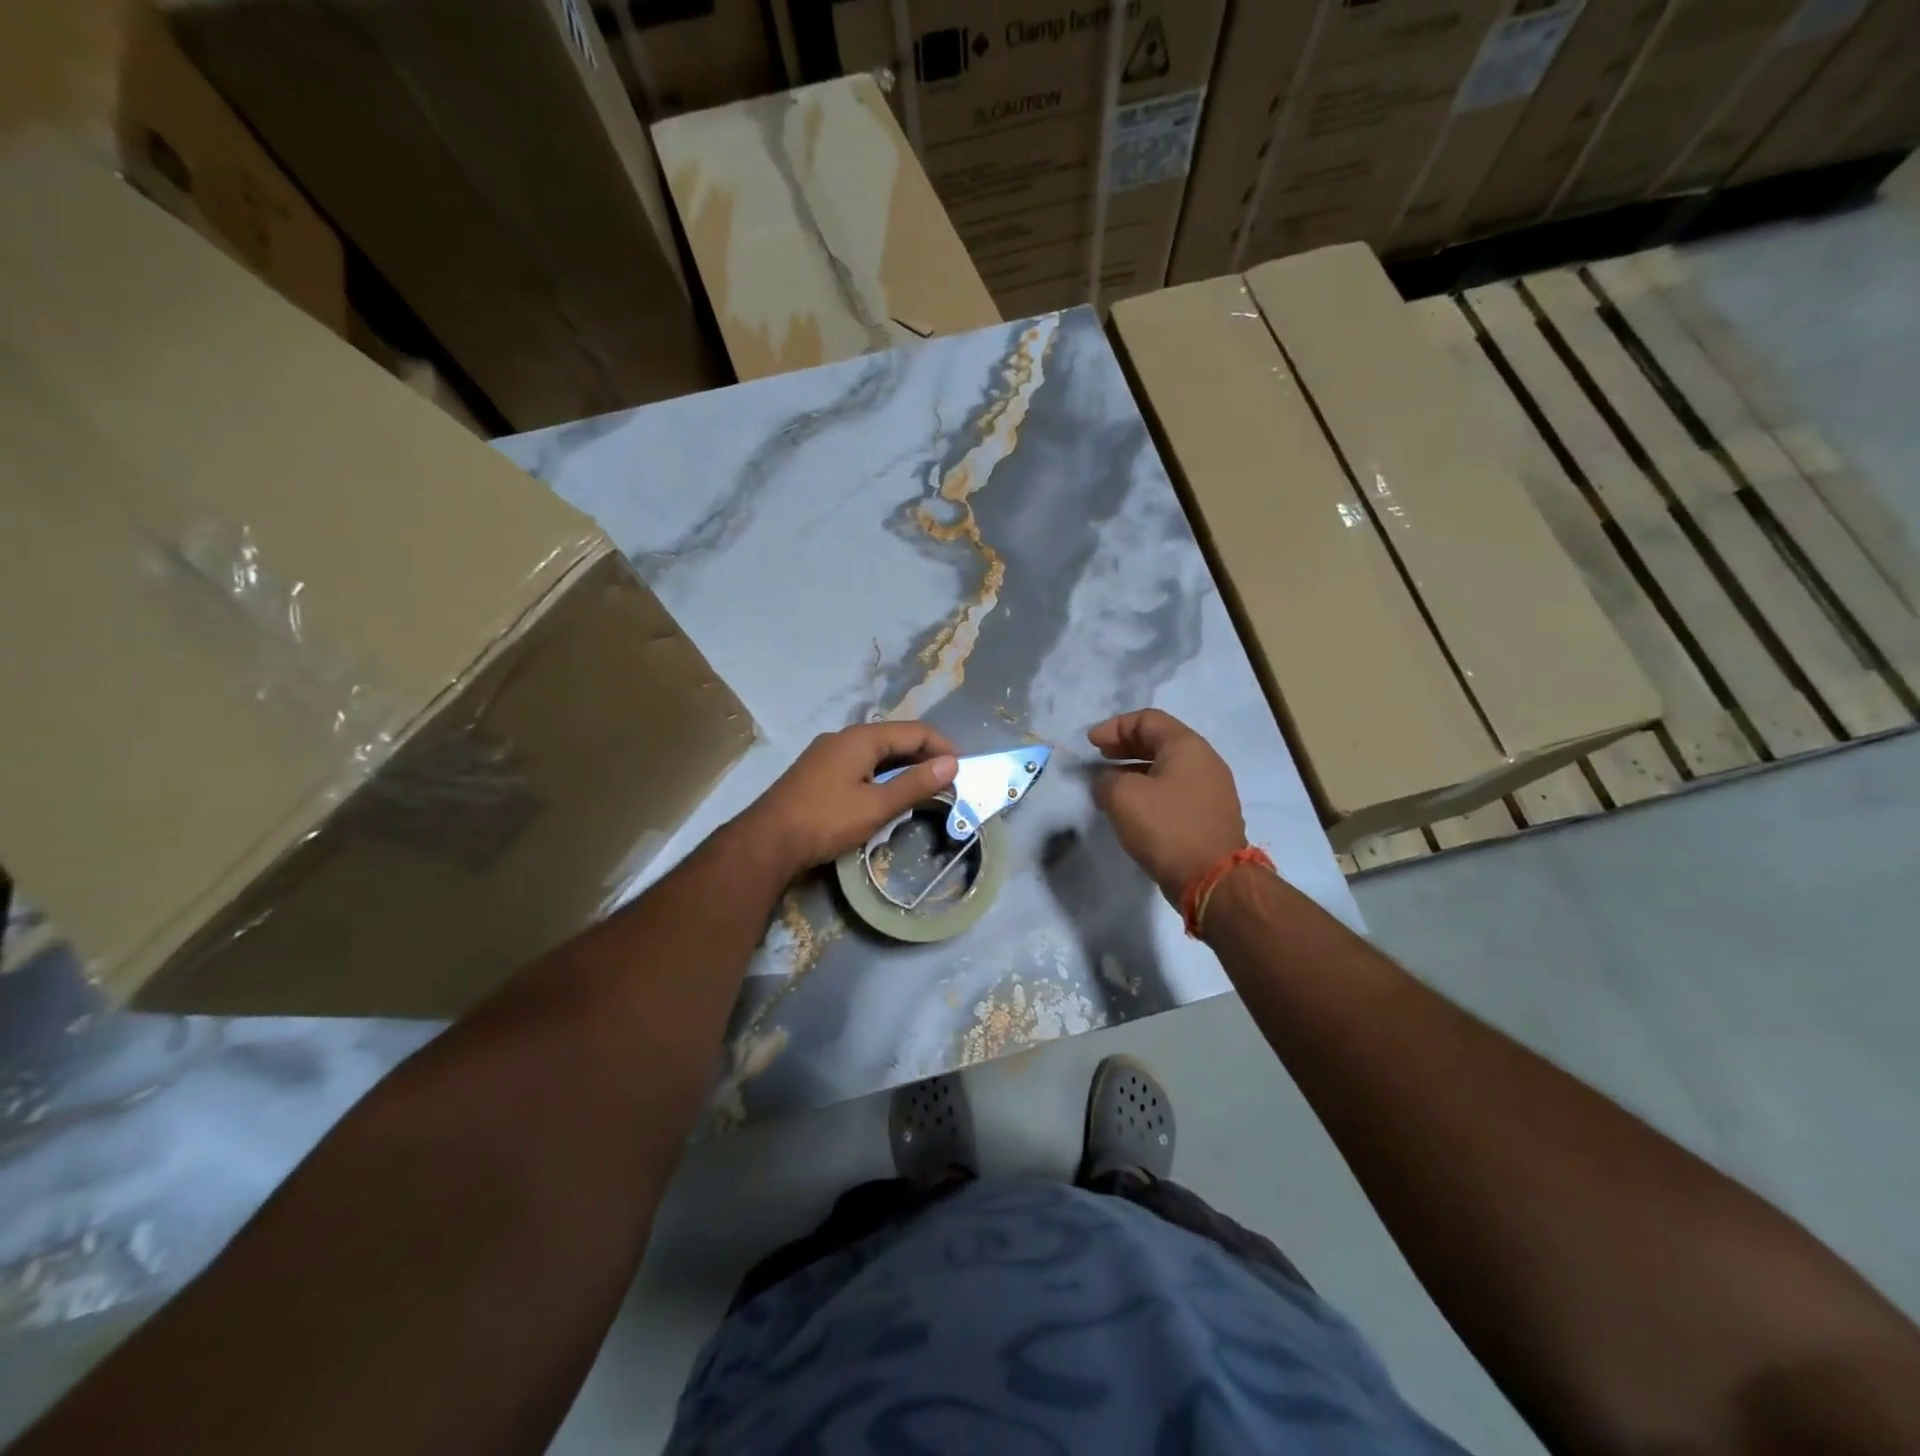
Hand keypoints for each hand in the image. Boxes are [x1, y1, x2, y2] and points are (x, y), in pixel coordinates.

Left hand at [741, 721, 957, 872]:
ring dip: (903, 767)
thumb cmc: (825, 820)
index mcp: (861, 738)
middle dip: (924, 756)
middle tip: (948, 781)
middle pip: (895, 739)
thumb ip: (915, 784)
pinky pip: (860, 765)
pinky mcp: (817, 773)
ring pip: (876, 753)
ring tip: (924, 789)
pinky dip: (882, 775)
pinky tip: (887, 795)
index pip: (914, 731)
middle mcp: (843, 738)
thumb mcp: (876, 806)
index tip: (963, 768)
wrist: (766, 842)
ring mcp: (827, 755)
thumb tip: (952, 763)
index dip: (942, 746)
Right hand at [1087, 709, 1246, 904]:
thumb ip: (1106, 780)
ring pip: (1167, 768)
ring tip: (1110, 784)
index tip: (1090, 743)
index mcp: (1187, 746)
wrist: (1212, 879)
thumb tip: (1106, 782)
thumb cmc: (1167, 827)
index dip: (1115, 727)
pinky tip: (1133, 808)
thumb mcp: (1122, 797)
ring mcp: (1211, 790)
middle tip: (1100, 757)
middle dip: (1125, 746)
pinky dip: (1150, 790)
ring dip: (1136, 770)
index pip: (1147, 720)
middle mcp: (1204, 761)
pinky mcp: (1209, 816)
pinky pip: (1175, 791)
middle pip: (1160, 741)